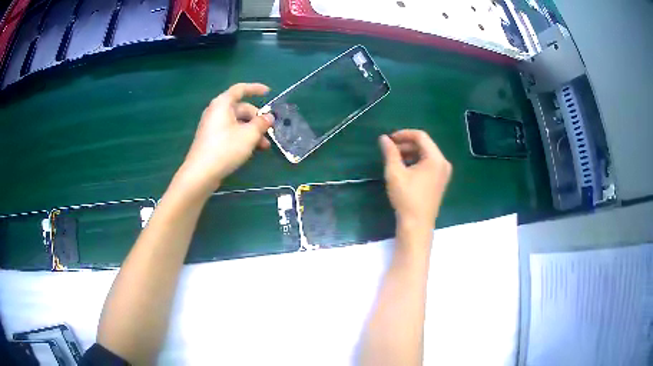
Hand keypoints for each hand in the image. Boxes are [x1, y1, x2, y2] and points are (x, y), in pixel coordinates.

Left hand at [177, 83, 274, 195]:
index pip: (240, 89)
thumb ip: (261, 123)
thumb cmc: (225, 148)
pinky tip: (251, 149)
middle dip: (257, 118)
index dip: (255, 88)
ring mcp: (212, 126)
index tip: (268, 92)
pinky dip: (242, 136)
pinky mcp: (211, 139)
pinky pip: (230, 131)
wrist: (201, 173)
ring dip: (252, 131)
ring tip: (264, 146)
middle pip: (240, 108)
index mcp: (222, 104)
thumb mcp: (249, 135)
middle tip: (269, 131)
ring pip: (237, 122)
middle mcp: (216, 111)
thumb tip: (269, 117)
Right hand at [379, 130, 451, 230]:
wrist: (417, 225)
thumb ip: (390, 152)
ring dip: (410, 153)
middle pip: (425, 145)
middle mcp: (443, 163)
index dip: (403, 134)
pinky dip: (416, 162)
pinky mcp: (440, 181)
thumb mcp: (395, 173)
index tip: (389, 139)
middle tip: (390, 149)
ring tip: (394, 159)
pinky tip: (404, 169)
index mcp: (435, 158)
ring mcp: (443, 173)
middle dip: (406, 144)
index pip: (421, 136)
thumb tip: (384, 138)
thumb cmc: (406, 197)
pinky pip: (429, 164)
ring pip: (426, 155)